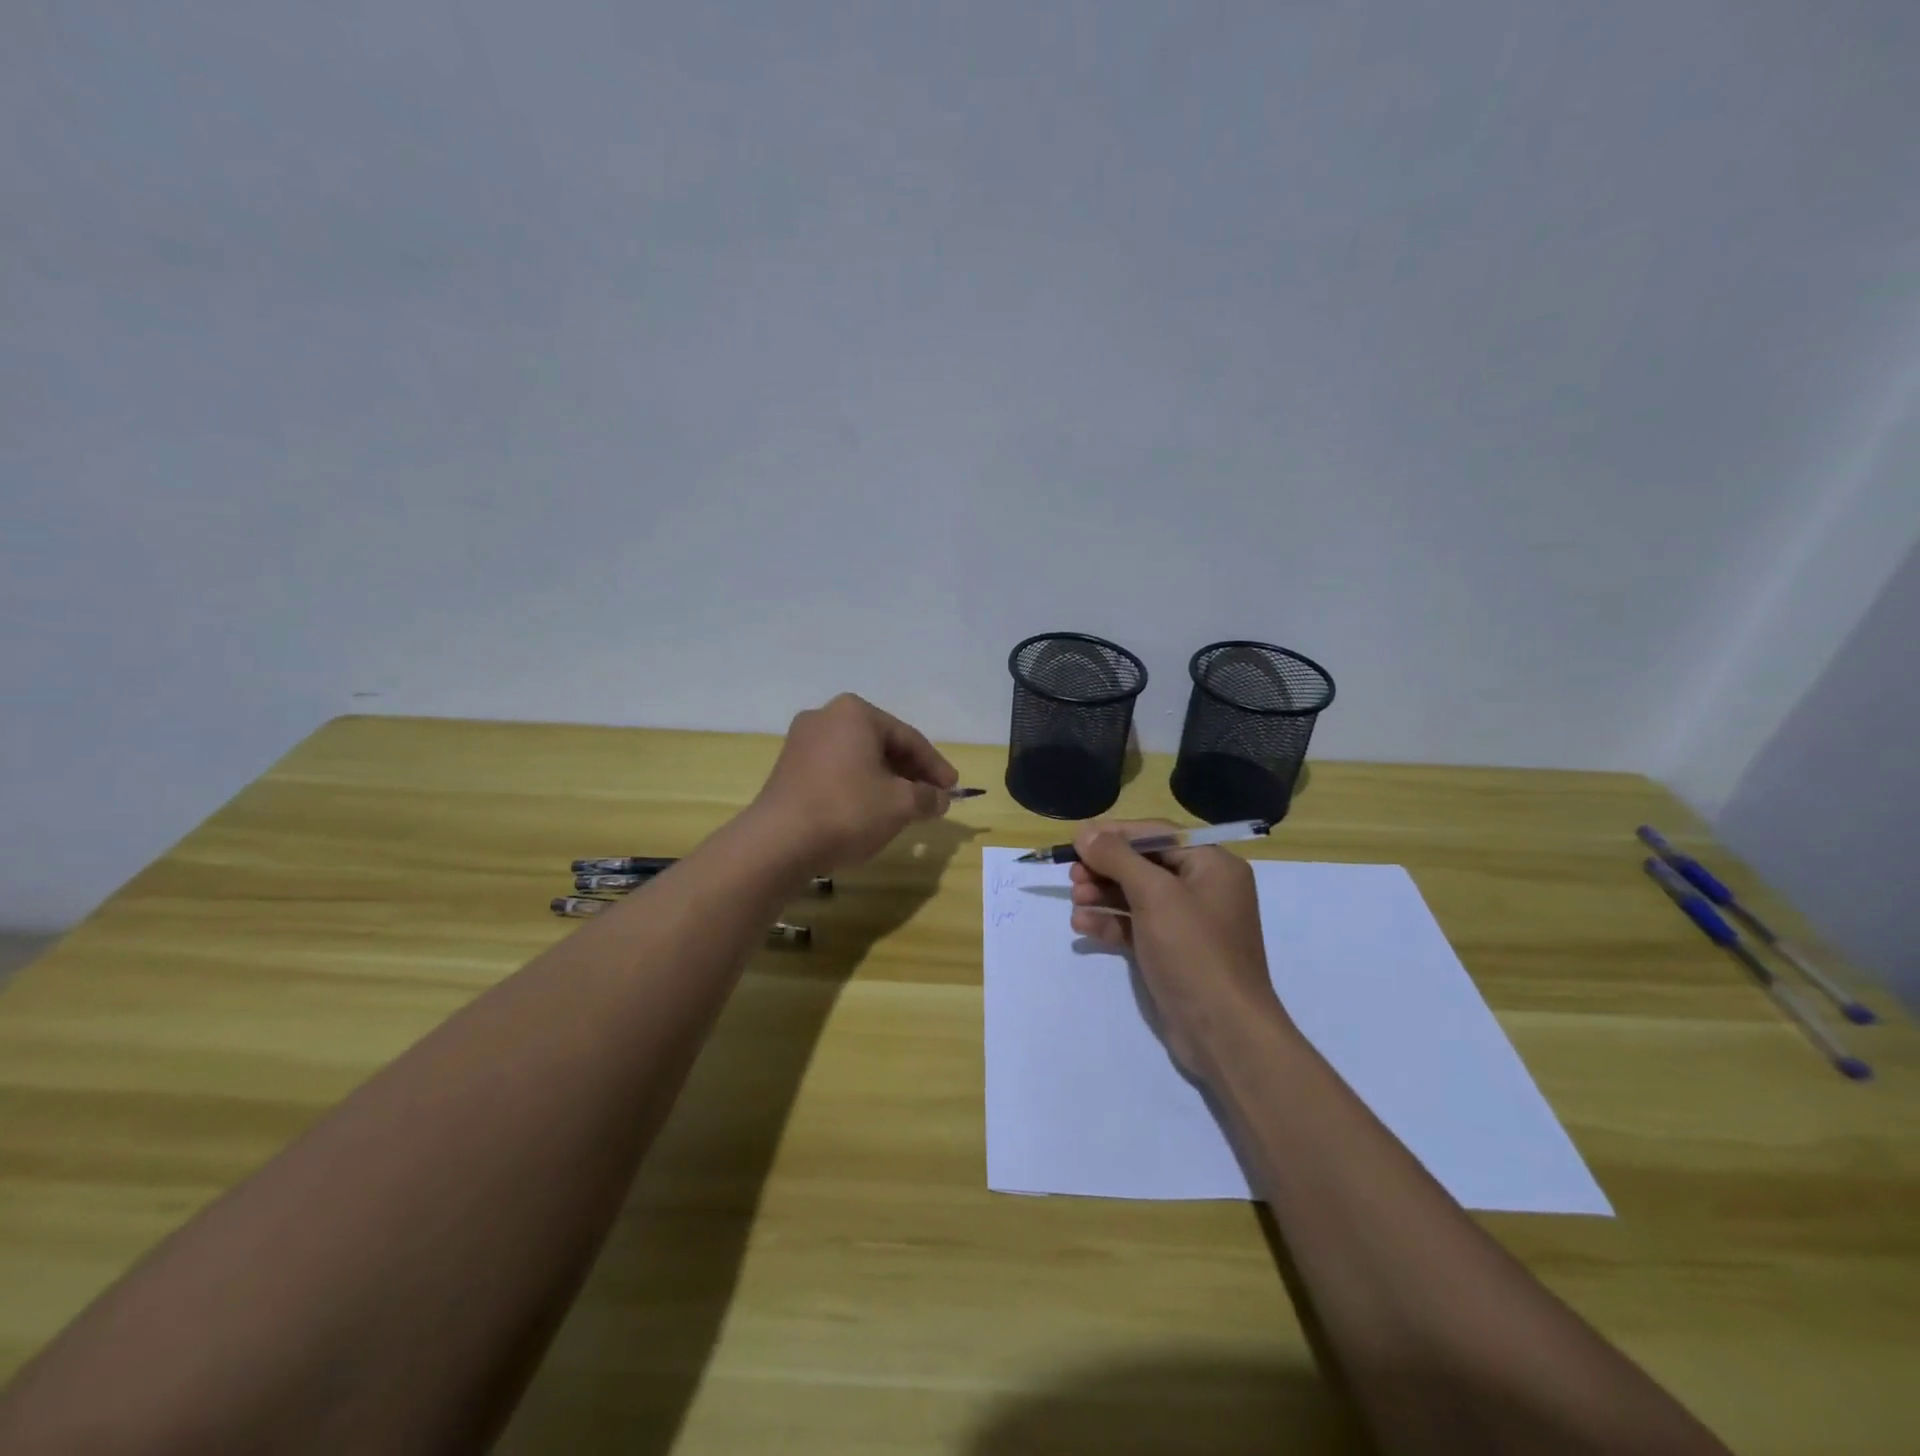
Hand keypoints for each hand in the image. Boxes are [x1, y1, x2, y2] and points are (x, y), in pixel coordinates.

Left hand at [749, 694, 957, 869]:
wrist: (778, 842)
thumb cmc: (848, 810)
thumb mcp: (901, 804)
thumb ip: (927, 797)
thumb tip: (940, 798)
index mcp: (855, 712)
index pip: (908, 738)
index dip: (935, 766)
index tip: (953, 788)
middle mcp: (826, 717)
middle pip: (882, 744)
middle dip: (909, 772)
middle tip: (931, 797)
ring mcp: (802, 742)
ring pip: (858, 758)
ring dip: (885, 781)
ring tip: (904, 807)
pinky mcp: (788, 768)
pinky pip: (836, 770)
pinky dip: (858, 786)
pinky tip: (870, 810)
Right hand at [1069, 820, 1291, 1077]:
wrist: (1222, 1031)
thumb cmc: (1194, 950)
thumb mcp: (1154, 895)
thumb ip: (1117, 858)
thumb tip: (1085, 833)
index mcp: (1212, 865)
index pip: (1157, 834)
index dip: (1115, 834)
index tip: (1078, 840)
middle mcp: (1202, 888)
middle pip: (1144, 864)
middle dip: (1106, 868)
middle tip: (1073, 875)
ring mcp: (1187, 923)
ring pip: (1136, 896)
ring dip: (1102, 895)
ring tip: (1076, 901)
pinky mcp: (1171, 952)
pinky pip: (1135, 926)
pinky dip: (1110, 923)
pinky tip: (1083, 926)